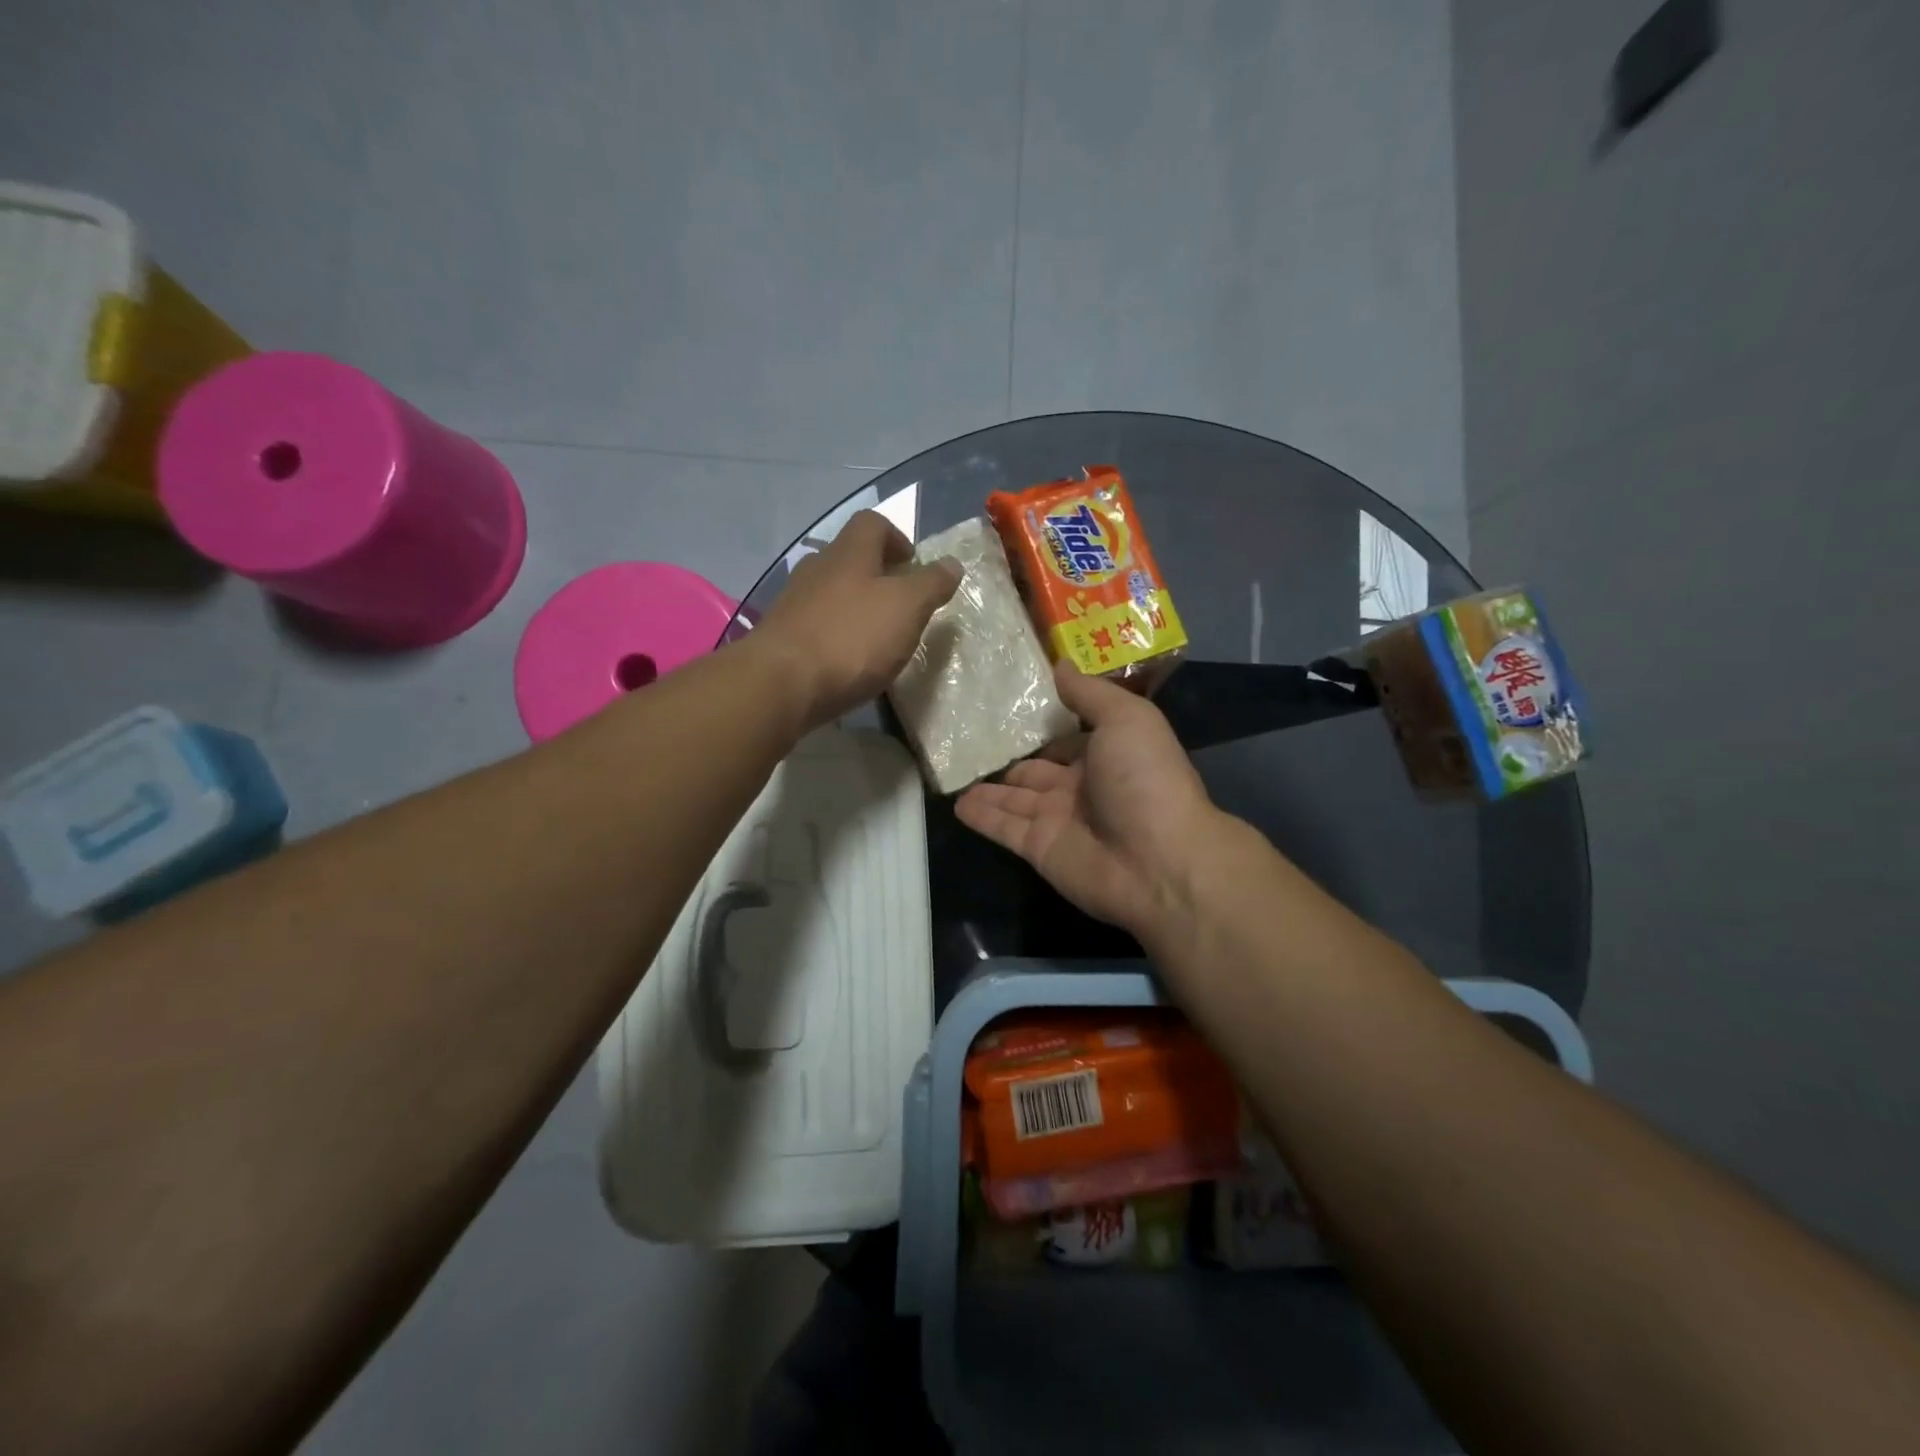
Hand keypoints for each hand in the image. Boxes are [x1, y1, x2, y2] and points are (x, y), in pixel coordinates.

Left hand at [753, 510, 960, 729]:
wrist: (781, 684)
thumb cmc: (852, 637)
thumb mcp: (907, 608)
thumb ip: (931, 584)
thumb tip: (952, 563)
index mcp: (849, 552)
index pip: (872, 523)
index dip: (897, 537)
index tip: (913, 565)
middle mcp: (817, 567)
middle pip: (849, 557)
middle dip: (877, 575)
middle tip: (900, 604)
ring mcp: (793, 602)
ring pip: (830, 592)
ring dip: (854, 606)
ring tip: (876, 637)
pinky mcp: (781, 636)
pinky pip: (815, 624)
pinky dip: (835, 634)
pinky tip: (846, 661)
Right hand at [955, 664, 1221, 943]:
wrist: (1158, 861)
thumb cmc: (1146, 779)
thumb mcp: (1126, 718)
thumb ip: (1089, 693)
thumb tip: (1060, 664)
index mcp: (1107, 756)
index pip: (1067, 741)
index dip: (1044, 729)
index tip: (1010, 709)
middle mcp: (1081, 789)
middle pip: (1037, 772)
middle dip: (1011, 759)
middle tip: (971, 739)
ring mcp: (1058, 821)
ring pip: (1014, 799)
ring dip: (989, 788)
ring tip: (956, 770)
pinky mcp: (1038, 848)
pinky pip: (1002, 827)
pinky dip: (980, 816)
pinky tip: (955, 803)